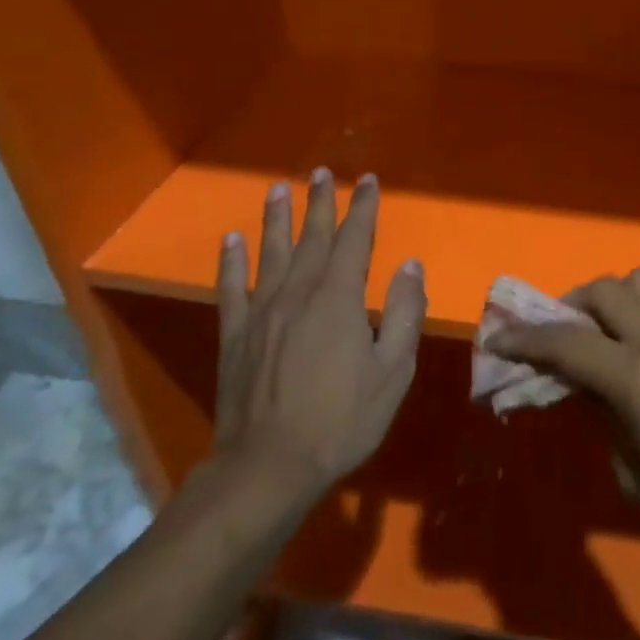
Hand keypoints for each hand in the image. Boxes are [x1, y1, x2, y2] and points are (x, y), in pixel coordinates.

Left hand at [213, 169, 425, 509]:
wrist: (269, 466)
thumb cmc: (342, 420)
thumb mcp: (393, 371)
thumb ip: (404, 313)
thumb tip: (410, 265)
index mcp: (339, 299)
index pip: (354, 240)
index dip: (363, 208)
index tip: (368, 181)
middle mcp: (297, 293)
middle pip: (311, 238)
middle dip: (320, 203)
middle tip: (322, 173)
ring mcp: (261, 313)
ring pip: (270, 253)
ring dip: (276, 219)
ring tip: (278, 188)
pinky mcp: (234, 335)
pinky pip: (230, 288)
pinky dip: (231, 262)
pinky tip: (231, 240)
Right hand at [493, 268, 639, 581]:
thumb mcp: (636, 478)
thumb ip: (605, 422)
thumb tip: (591, 392)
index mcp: (635, 376)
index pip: (565, 341)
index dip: (525, 339)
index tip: (498, 342)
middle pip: (604, 290)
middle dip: (570, 306)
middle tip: (557, 338)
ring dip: (617, 298)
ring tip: (607, 332)